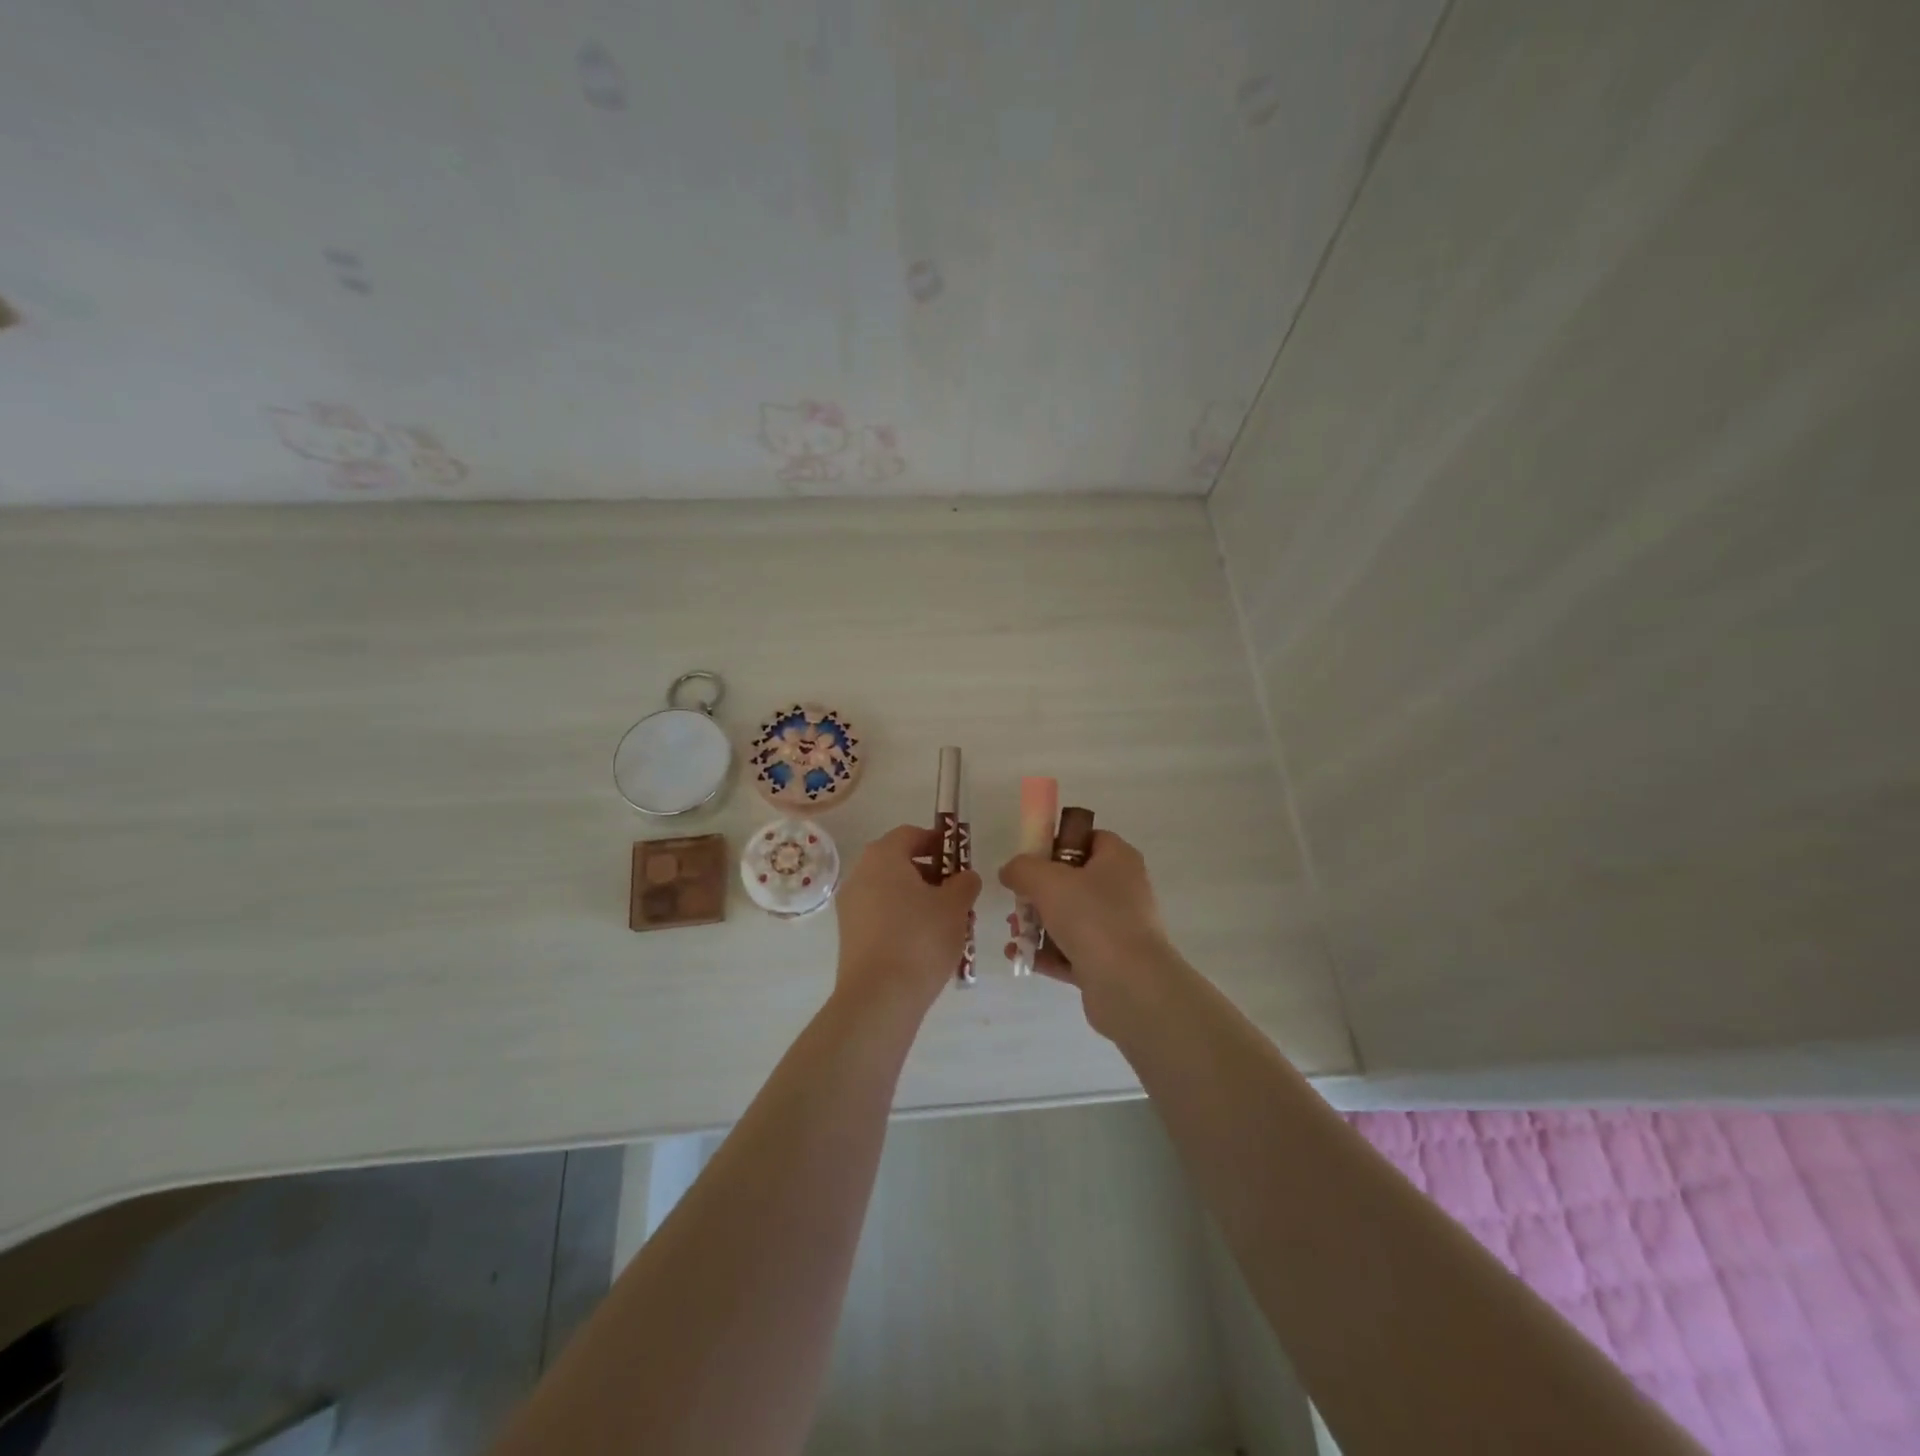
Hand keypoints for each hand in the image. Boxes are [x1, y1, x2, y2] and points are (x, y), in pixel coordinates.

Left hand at [834, 824, 980, 1016]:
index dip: (939, 842)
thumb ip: (964, 883)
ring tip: (948, 923)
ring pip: (891, 892)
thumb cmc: (920, 939)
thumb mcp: (955, 906)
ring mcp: (851, 907)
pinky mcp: (850, 936)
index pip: (911, 834)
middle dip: (931, 874)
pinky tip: (926, 944)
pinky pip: (882, 916)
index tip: (960, 860)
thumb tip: (964, 877)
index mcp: (882, 856)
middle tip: (958, 894)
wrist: (879, 998)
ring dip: (919, 899)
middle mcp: (860, 875)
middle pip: (899, 863)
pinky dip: (904, 920)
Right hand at [997, 830, 1179, 1036]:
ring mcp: (1119, 929)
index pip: (1089, 839)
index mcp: (1118, 860)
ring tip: (1014, 934)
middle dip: (1038, 893)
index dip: (1058, 844)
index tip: (1031, 859)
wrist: (1130, 985)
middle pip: (1074, 881)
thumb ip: (1022, 868)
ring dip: (1038, 925)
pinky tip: (1019, 956)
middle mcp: (1123, 890)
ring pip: (1071, 919)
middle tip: (1016, 903)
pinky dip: (1046, 954)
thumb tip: (1010, 870)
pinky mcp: (1110, 964)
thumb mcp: (1047, 881)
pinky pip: (1072, 952)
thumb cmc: (1092, 917)